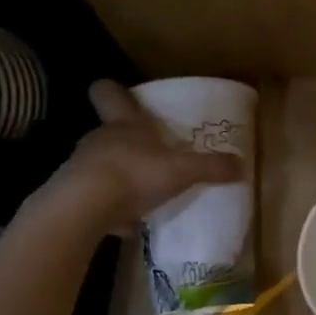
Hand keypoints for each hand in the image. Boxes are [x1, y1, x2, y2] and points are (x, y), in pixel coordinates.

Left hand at [36, 81, 240, 235]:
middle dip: (128, 141)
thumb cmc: (134, 173)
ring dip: (120, 175)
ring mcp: (82, 167)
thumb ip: (211, 167)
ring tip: (143, 193)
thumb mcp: (182, 170)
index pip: (109, 94)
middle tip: (152, 153)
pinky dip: (111, 207)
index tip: (122, 94)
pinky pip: (97, 198)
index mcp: (125, 123)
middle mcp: (100, 139)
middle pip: (110, 131)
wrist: (83, 208)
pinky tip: (128, 223)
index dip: (115, 91)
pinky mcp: (74, 196)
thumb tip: (242, 164)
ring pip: (102, 164)